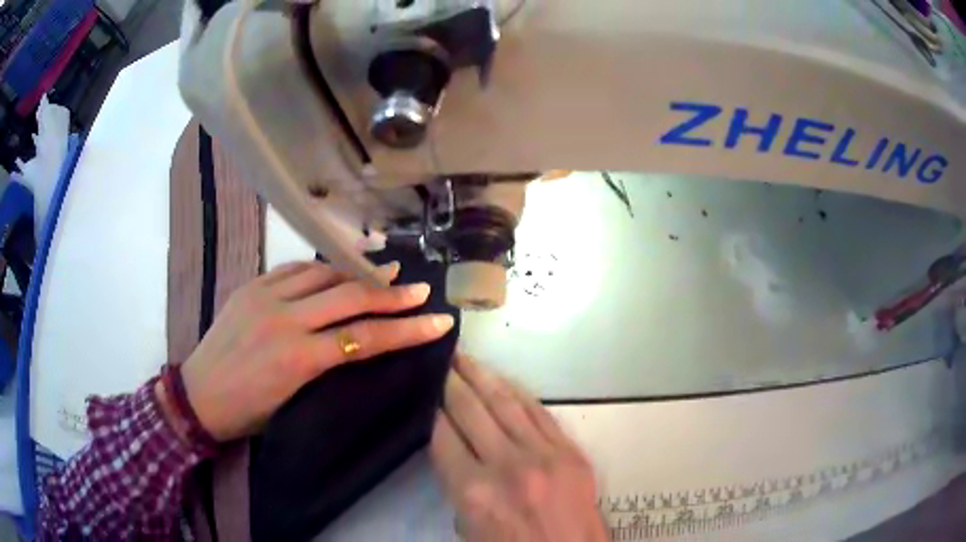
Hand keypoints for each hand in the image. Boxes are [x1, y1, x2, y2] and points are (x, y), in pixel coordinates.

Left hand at [180, 260, 454, 440]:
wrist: (197, 395)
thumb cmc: (247, 413)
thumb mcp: (293, 400)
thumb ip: (323, 365)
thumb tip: (353, 343)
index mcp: (297, 358)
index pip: (364, 337)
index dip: (407, 330)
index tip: (438, 322)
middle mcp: (284, 319)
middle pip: (350, 297)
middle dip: (391, 293)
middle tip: (421, 290)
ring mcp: (265, 296)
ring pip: (323, 273)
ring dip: (357, 272)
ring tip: (384, 272)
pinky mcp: (251, 286)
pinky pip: (294, 269)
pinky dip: (321, 269)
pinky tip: (335, 271)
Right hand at [431, 355, 606, 541]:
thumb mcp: (468, 527)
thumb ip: (459, 487)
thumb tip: (455, 451)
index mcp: (474, 492)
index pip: (442, 435)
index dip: (430, 408)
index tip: (423, 388)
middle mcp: (508, 465)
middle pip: (471, 410)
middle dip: (452, 381)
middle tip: (441, 358)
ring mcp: (545, 455)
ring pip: (506, 402)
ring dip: (482, 375)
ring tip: (466, 357)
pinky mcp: (571, 452)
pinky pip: (539, 412)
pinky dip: (518, 392)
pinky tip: (503, 380)